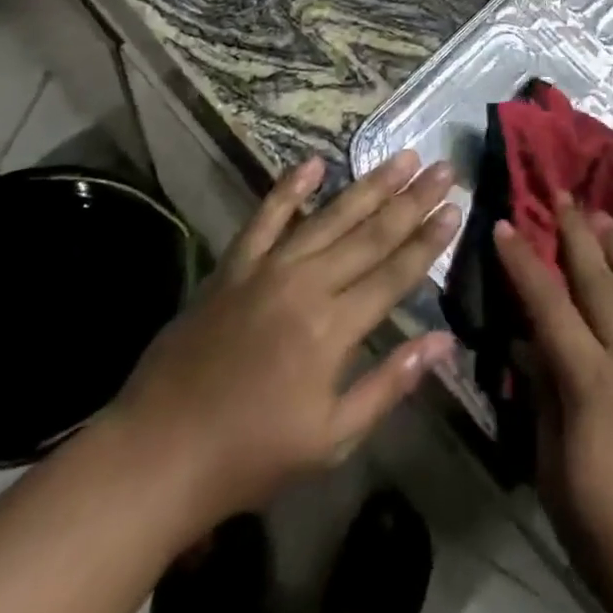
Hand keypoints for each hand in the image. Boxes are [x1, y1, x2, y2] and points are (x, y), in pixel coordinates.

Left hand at [107, 150, 459, 533]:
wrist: (156, 456)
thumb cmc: (250, 456)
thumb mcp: (330, 439)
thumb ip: (389, 384)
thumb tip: (444, 342)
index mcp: (333, 329)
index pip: (395, 273)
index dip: (429, 240)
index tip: (456, 207)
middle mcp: (307, 285)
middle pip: (371, 234)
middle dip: (413, 200)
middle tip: (443, 167)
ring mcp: (267, 269)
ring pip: (330, 217)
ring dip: (370, 185)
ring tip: (402, 156)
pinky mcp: (233, 266)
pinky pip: (265, 218)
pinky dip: (289, 189)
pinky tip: (313, 162)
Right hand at [496, 203, 612, 612]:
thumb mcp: (560, 485)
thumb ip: (544, 407)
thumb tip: (525, 347)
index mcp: (593, 385)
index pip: (549, 307)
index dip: (524, 264)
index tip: (506, 225)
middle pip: (600, 280)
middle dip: (576, 232)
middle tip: (561, 193)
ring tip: (603, 215)